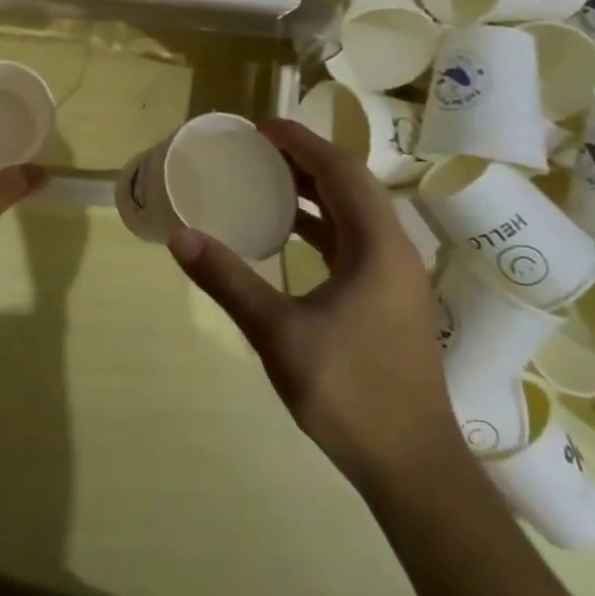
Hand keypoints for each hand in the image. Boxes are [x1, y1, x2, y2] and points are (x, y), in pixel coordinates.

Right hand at [169, 118, 456, 476]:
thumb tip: (181, 237)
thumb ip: (229, 281)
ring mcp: (394, 278)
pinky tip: (288, 234)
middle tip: (255, 148)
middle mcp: (393, 251)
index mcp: (377, 247)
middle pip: (350, 184)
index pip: (340, 170)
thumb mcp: (279, 334)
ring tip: (265, 178)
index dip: (300, 141)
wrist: (413, 468)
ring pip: (353, 213)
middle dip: (304, 158)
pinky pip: (352, 241)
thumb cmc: (351, 393)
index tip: (259, 127)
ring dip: (313, 190)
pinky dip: (320, 224)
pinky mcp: (387, 300)